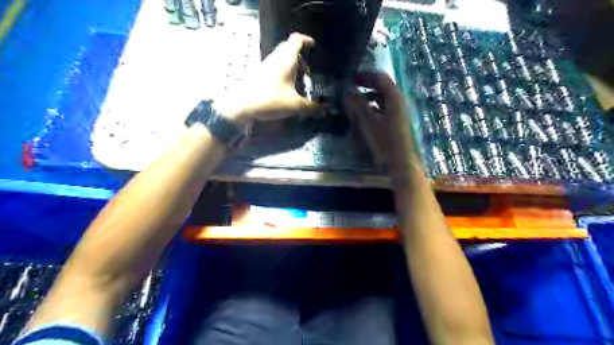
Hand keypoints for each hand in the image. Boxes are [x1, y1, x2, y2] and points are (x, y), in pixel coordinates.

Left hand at [215, 32, 321, 125]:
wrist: (242, 105)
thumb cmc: (270, 100)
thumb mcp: (294, 105)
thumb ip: (311, 108)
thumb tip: (325, 111)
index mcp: (286, 60)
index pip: (296, 40)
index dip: (306, 41)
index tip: (314, 48)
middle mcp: (275, 59)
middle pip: (289, 49)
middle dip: (301, 58)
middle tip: (308, 72)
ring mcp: (266, 65)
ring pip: (281, 59)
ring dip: (291, 67)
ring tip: (298, 82)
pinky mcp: (259, 74)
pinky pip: (275, 68)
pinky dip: (283, 73)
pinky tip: (286, 89)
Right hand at [343, 72, 420, 179]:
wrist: (401, 163)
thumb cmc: (384, 142)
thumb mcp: (367, 122)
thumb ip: (356, 105)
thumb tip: (346, 90)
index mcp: (394, 97)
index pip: (380, 78)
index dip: (365, 75)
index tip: (351, 77)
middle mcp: (399, 101)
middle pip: (383, 87)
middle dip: (366, 85)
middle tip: (351, 87)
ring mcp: (400, 112)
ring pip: (383, 98)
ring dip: (369, 96)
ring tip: (355, 101)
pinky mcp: (398, 122)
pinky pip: (384, 108)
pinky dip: (374, 107)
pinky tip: (365, 115)